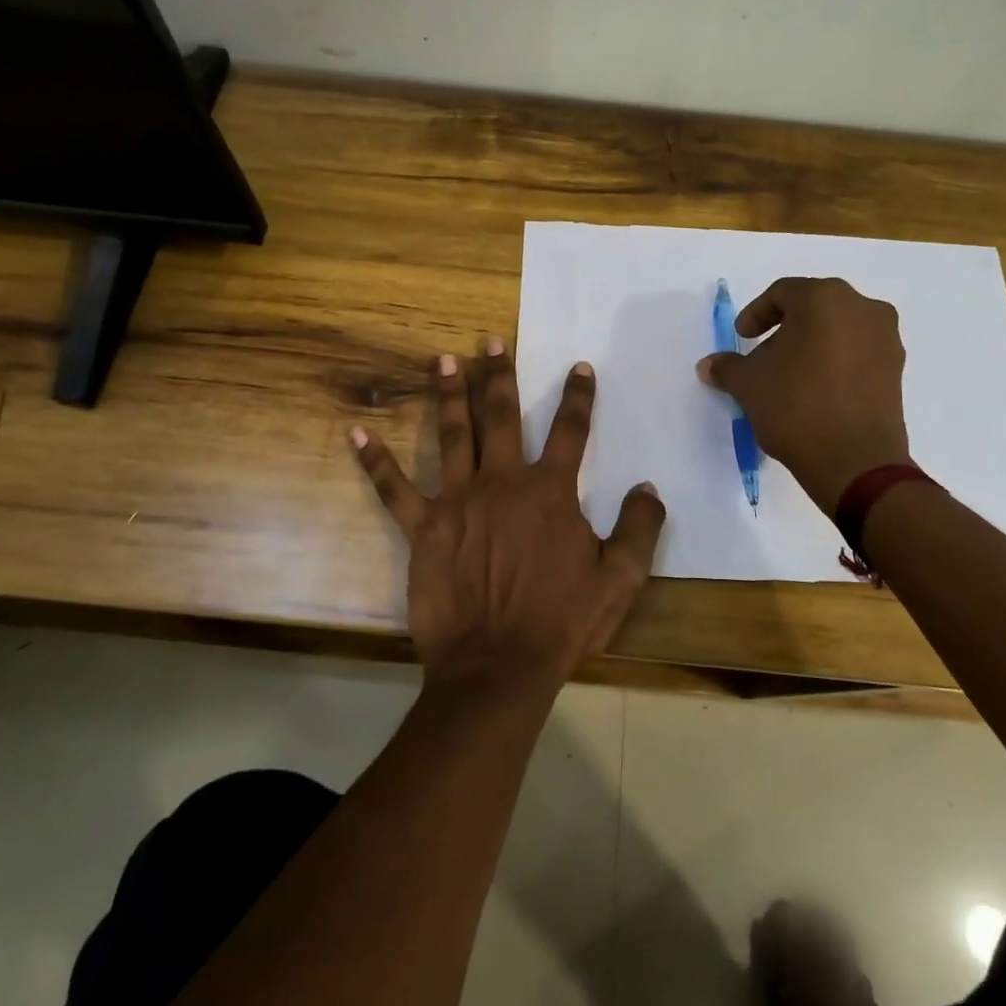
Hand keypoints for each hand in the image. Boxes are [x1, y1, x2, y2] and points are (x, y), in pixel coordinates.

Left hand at [352, 338, 665, 697]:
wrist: (498, 666)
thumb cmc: (561, 623)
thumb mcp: (620, 580)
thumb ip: (639, 529)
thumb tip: (648, 488)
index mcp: (550, 491)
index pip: (570, 431)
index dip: (578, 397)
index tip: (578, 367)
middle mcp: (503, 482)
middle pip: (501, 415)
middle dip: (499, 374)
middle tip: (492, 339)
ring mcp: (458, 500)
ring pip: (452, 434)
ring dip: (448, 394)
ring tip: (443, 359)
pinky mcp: (423, 527)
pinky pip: (393, 488)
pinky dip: (375, 460)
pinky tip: (357, 432)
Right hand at [696, 278, 910, 514]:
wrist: (855, 462)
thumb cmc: (796, 407)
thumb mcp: (748, 385)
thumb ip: (727, 367)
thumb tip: (708, 365)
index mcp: (824, 299)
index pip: (783, 293)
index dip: (756, 314)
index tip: (742, 338)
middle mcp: (862, 308)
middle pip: (814, 307)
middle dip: (785, 329)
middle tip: (763, 355)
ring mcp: (886, 338)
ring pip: (838, 329)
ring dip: (811, 345)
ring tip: (789, 376)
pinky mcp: (896, 370)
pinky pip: (857, 352)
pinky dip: (835, 362)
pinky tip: (816, 390)